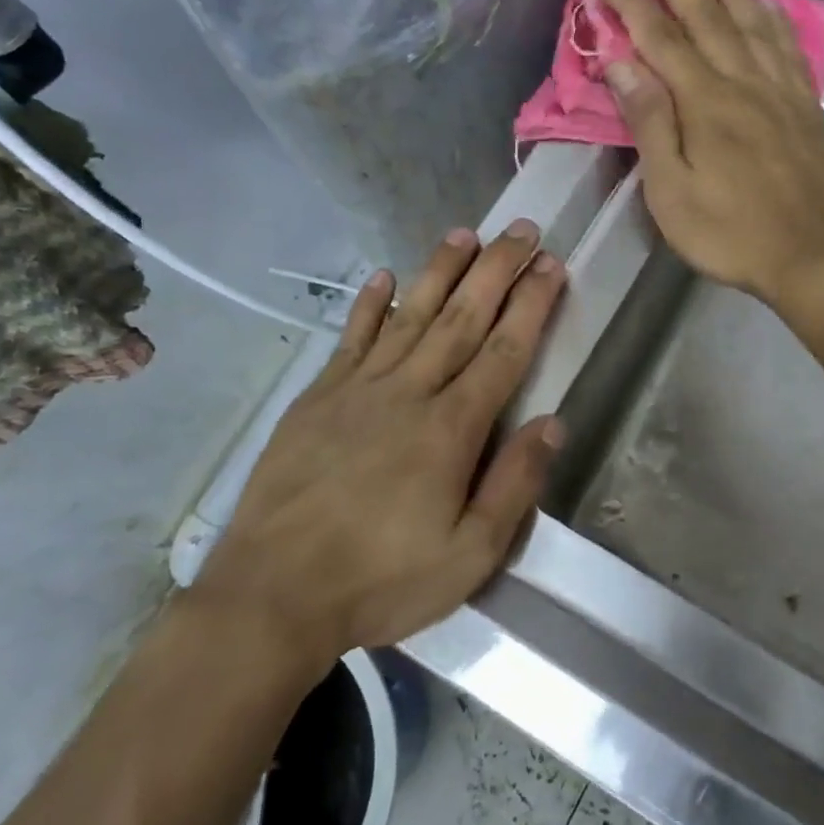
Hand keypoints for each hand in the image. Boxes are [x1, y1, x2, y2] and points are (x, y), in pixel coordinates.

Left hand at [191, 221, 566, 672]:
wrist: (272, 595)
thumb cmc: (380, 580)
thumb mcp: (469, 556)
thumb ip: (514, 486)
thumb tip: (551, 422)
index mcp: (451, 429)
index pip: (503, 351)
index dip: (531, 305)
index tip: (551, 265)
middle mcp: (409, 393)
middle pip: (462, 319)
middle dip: (496, 270)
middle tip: (521, 229)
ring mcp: (358, 390)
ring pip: (410, 316)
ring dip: (441, 271)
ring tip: (465, 233)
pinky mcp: (317, 398)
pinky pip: (351, 339)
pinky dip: (370, 306)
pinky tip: (384, 277)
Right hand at [597, 0, 823, 312]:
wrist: (815, 257)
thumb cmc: (731, 234)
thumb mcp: (672, 191)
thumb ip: (650, 124)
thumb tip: (623, 64)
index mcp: (704, 102)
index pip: (660, 38)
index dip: (631, 4)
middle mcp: (744, 82)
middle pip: (708, 16)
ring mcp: (782, 91)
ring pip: (753, 22)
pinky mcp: (809, 107)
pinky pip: (790, 47)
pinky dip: (775, 18)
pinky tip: (768, 5)